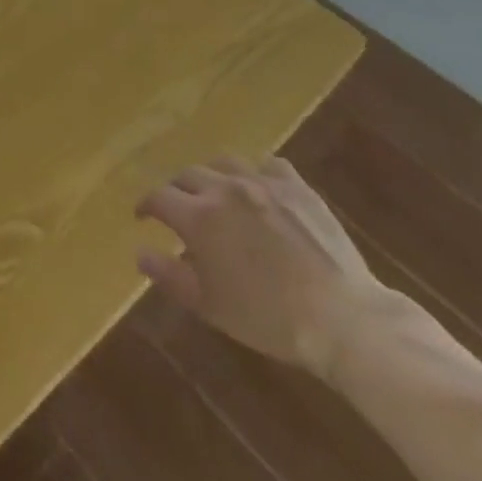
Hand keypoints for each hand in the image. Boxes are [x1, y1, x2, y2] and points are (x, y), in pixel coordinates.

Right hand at [136, 156, 392, 379]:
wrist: (341, 317)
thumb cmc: (268, 318)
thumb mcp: (210, 305)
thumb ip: (169, 275)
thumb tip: (139, 252)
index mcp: (198, 217)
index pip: (159, 197)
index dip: (146, 206)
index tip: (143, 216)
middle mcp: (224, 189)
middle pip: (188, 175)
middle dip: (177, 190)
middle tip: (178, 209)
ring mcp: (263, 182)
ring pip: (224, 163)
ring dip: (211, 175)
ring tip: (214, 192)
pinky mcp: (296, 186)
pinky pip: (267, 164)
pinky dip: (255, 172)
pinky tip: (258, 187)